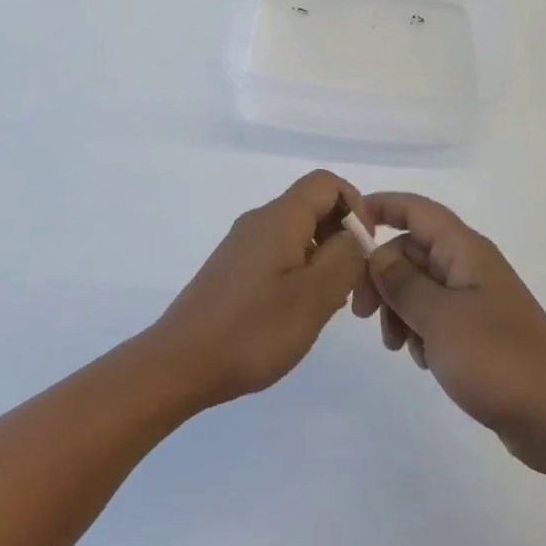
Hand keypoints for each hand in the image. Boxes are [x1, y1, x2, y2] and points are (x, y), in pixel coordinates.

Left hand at [148, 171, 368, 409]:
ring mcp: (243, 245)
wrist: (180, 363)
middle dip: (343, 238)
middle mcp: (259, 221)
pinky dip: (301, 273)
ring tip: (328, 307)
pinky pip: (279, 255)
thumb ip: (345, 257)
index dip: (356, 206)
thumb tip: (355, 233)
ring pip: (298, 234)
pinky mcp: (234, 269)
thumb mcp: (314, 296)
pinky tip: (299, 313)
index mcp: (279, 217)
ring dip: (324, 260)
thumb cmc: (253, 330)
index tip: (365, 250)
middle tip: (353, 288)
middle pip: (313, 207)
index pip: (326, 182)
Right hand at [354, 192, 545, 471]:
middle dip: (382, 275)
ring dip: (398, 308)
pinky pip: (435, 315)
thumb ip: (402, 281)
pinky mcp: (479, 331)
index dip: (380, 207)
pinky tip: (420, 359)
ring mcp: (476, 299)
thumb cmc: (497, 360)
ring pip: (419, 285)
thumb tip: (376, 253)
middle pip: (411, 250)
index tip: (346, 230)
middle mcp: (469, 265)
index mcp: (464, 250)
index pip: (415, 209)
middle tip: (361, 313)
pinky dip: (419, 330)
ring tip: (396, 345)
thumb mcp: (438, 318)